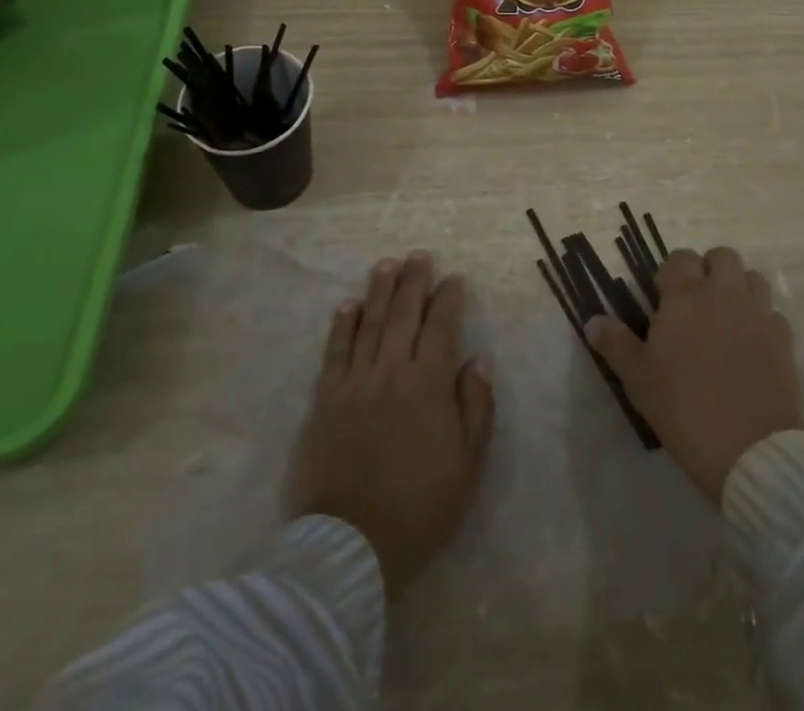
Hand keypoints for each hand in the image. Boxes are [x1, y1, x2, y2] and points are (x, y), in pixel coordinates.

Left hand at [285, 252, 495, 592]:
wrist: (350, 547)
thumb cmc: (419, 508)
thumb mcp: (468, 464)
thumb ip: (476, 407)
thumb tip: (477, 360)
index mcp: (429, 384)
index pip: (442, 326)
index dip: (450, 298)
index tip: (455, 278)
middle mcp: (392, 371)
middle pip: (403, 314)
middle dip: (413, 281)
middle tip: (419, 256)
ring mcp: (355, 383)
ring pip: (368, 324)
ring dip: (378, 291)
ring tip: (386, 264)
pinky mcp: (325, 401)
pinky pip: (335, 352)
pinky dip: (342, 326)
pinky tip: (347, 305)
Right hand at [588, 246, 803, 503]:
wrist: (750, 448)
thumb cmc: (683, 407)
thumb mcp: (638, 378)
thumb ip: (615, 344)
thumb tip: (592, 321)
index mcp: (685, 295)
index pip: (679, 259)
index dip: (671, 273)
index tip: (663, 298)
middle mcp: (724, 293)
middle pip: (722, 256)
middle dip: (709, 269)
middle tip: (697, 301)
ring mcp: (758, 313)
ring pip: (753, 278)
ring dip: (739, 288)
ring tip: (727, 317)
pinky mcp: (784, 339)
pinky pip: (773, 314)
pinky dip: (762, 320)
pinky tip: (752, 345)